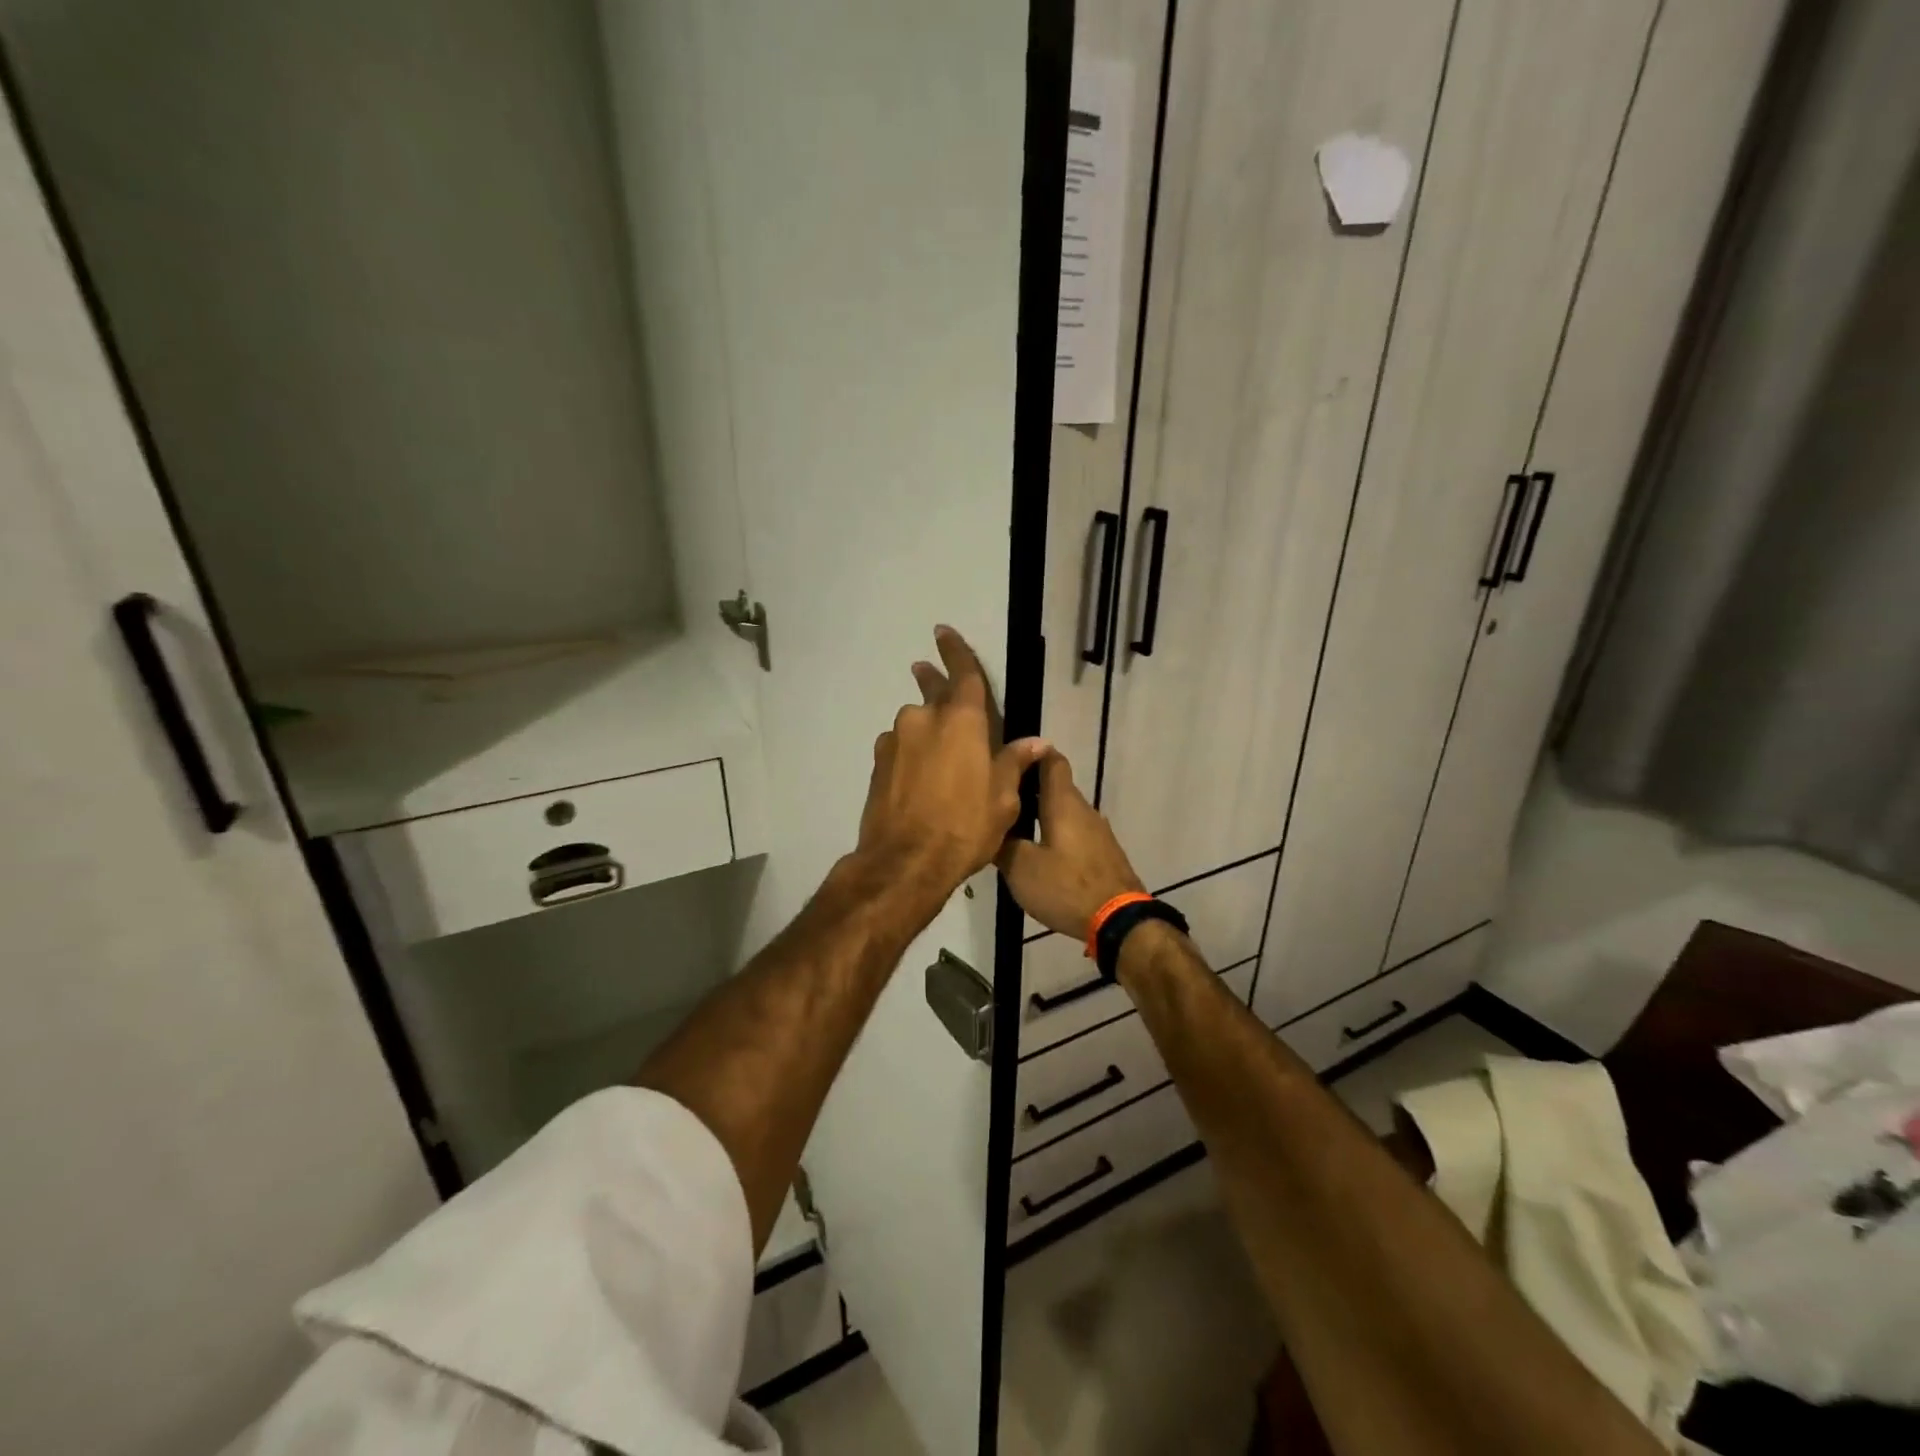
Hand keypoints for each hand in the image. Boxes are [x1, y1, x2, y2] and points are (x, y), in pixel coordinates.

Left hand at [856, 626, 1048, 906]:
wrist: (905, 862)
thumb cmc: (965, 826)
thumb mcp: (1003, 798)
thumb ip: (1015, 762)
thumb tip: (1036, 742)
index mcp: (962, 720)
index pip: (962, 673)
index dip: (955, 650)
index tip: (943, 631)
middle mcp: (924, 720)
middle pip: (933, 693)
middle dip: (934, 681)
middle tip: (928, 672)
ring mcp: (896, 741)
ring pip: (915, 725)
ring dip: (926, 731)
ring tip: (938, 757)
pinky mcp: (878, 764)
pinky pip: (900, 748)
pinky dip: (911, 753)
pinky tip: (919, 778)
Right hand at [996, 751, 1143, 939]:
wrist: (1119, 921)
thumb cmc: (1066, 886)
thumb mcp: (1021, 868)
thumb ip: (1003, 843)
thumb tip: (992, 828)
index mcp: (1063, 802)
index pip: (1051, 759)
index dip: (1031, 754)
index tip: (1008, 760)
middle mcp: (1084, 809)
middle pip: (1055, 787)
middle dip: (1029, 790)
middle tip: (1000, 802)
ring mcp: (1098, 832)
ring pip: (1065, 812)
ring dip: (1042, 815)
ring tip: (1014, 830)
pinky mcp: (1103, 854)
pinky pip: (1075, 833)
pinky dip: (1055, 835)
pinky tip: (1039, 855)